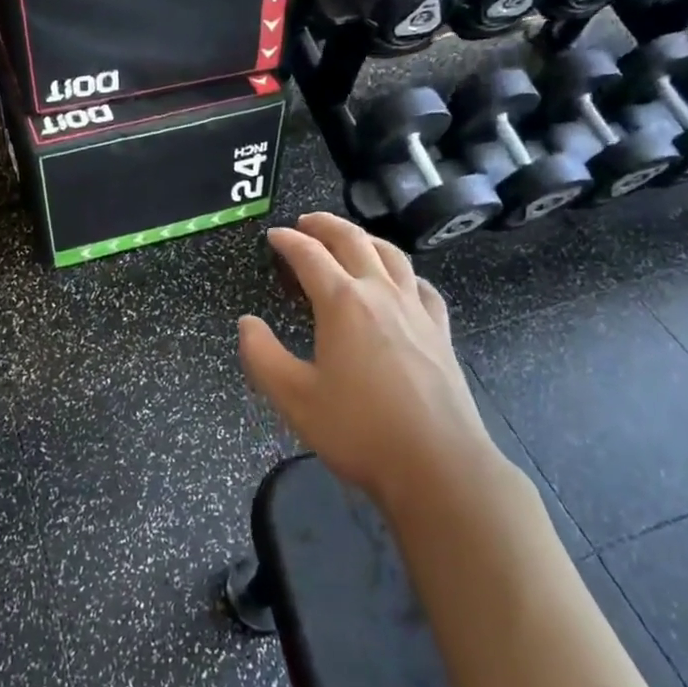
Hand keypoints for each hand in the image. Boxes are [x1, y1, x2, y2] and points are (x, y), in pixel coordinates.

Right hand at [238, 214, 503, 508]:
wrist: (437, 464)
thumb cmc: (358, 430)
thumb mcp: (294, 398)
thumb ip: (262, 356)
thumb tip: (247, 323)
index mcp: (343, 303)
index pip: (310, 256)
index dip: (288, 242)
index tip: (273, 236)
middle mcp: (381, 294)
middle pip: (354, 241)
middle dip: (326, 225)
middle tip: (305, 222)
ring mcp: (417, 311)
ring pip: (392, 256)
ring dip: (365, 239)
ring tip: (349, 239)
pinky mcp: (441, 332)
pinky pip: (421, 286)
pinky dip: (404, 272)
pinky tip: (402, 282)